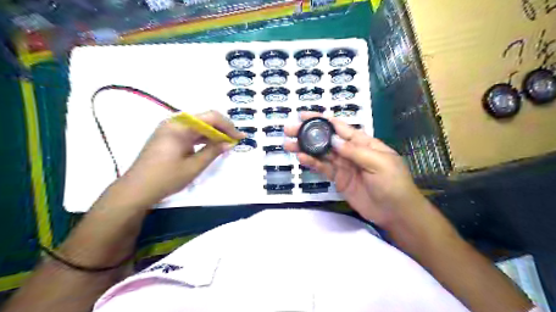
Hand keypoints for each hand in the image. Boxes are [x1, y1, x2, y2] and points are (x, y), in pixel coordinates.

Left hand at [118, 109, 242, 206]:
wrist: (136, 190)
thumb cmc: (166, 178)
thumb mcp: (194, 166)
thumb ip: (213, 151)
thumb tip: (230, 143)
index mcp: (180, 126)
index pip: (211, 117)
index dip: (228, 126)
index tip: (240, 137)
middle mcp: (174, 122)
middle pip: (205, 119)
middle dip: (222, 128)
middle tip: (235, 140)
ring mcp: (170, 129)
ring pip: (198, 125)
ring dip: (214, 133)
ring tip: (227, 143)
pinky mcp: (168, 137)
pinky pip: (190, 132)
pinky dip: (203, 137)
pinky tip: (212, 145)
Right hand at [286, 113, 426, 226]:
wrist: (395, 212)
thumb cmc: (393, 183)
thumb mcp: (379, 163)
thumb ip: (355, 151)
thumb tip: (333, 139)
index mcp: (363, 142)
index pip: (339, 127)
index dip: (322, 119)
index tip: (304, 115)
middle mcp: (350, 151)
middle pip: (326, 139)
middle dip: (308, 133)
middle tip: (289, 130)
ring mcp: (343, 165)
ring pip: (321, 153)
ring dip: (305, 148)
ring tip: (288, 144)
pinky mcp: (338, 179)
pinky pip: (323, 168)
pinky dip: (312, 163)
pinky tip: (301, 158)